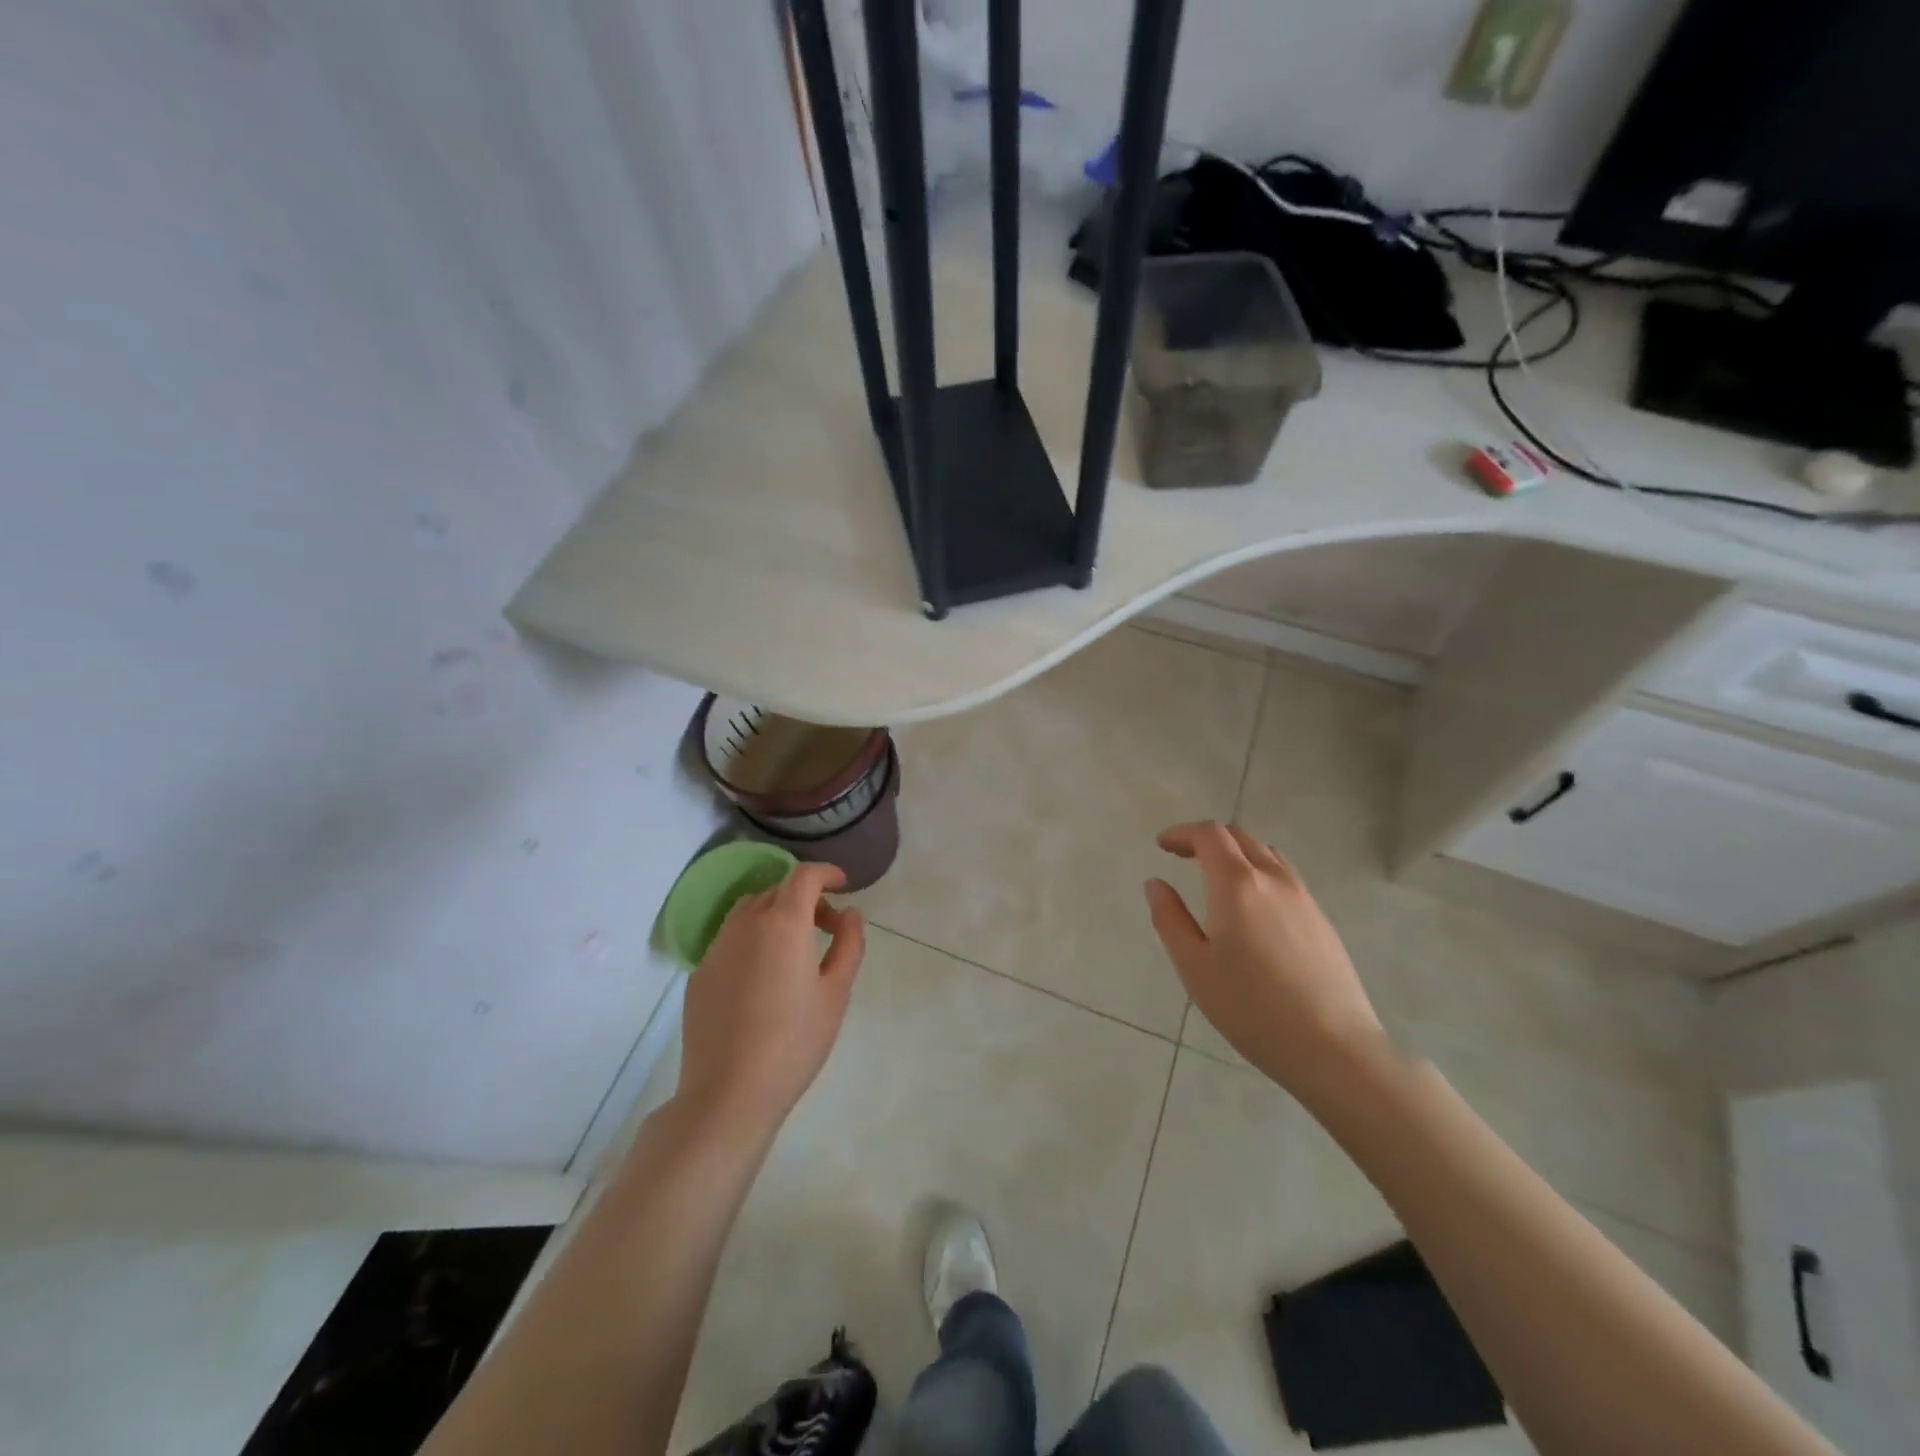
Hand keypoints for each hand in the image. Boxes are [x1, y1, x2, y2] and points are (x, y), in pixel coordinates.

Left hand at [678, 862, 864, 1136]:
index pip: (803, 876)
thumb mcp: (836, 992)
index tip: (842, 885)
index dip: (826, 872)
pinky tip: (763, 977)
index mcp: (783, 924)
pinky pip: (730, 939)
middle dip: (805, 897)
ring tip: (794, 948)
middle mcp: (745, 925)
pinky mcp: (700, 974)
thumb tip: (848, 914)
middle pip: (776, 890)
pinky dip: (753, 939)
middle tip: (827, 926)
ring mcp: (716, 948)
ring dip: (776, 914)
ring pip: (749, 911)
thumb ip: (848, 944)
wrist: (729, 1094)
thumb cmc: (794, 1042)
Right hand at [1145, 822, 1383, 1096]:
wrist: (1333, 1048)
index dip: (1182, 832)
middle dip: (1207, 839)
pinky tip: (1252, 909)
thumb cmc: (1251, 1008)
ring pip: (1266, 854)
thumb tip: (1156, 884)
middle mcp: (1273, 879)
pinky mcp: (1322, 920)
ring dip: (1237, 853)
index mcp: (1237, 884)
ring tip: (1216, 879)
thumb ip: (1170, 919)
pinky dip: (1259, 873)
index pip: (1209, 835)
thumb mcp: (1194, 967)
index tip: (1162, 845)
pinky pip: (1285, 877)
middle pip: (1240, 837)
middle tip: (1183, 856)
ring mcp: (1304, 897)